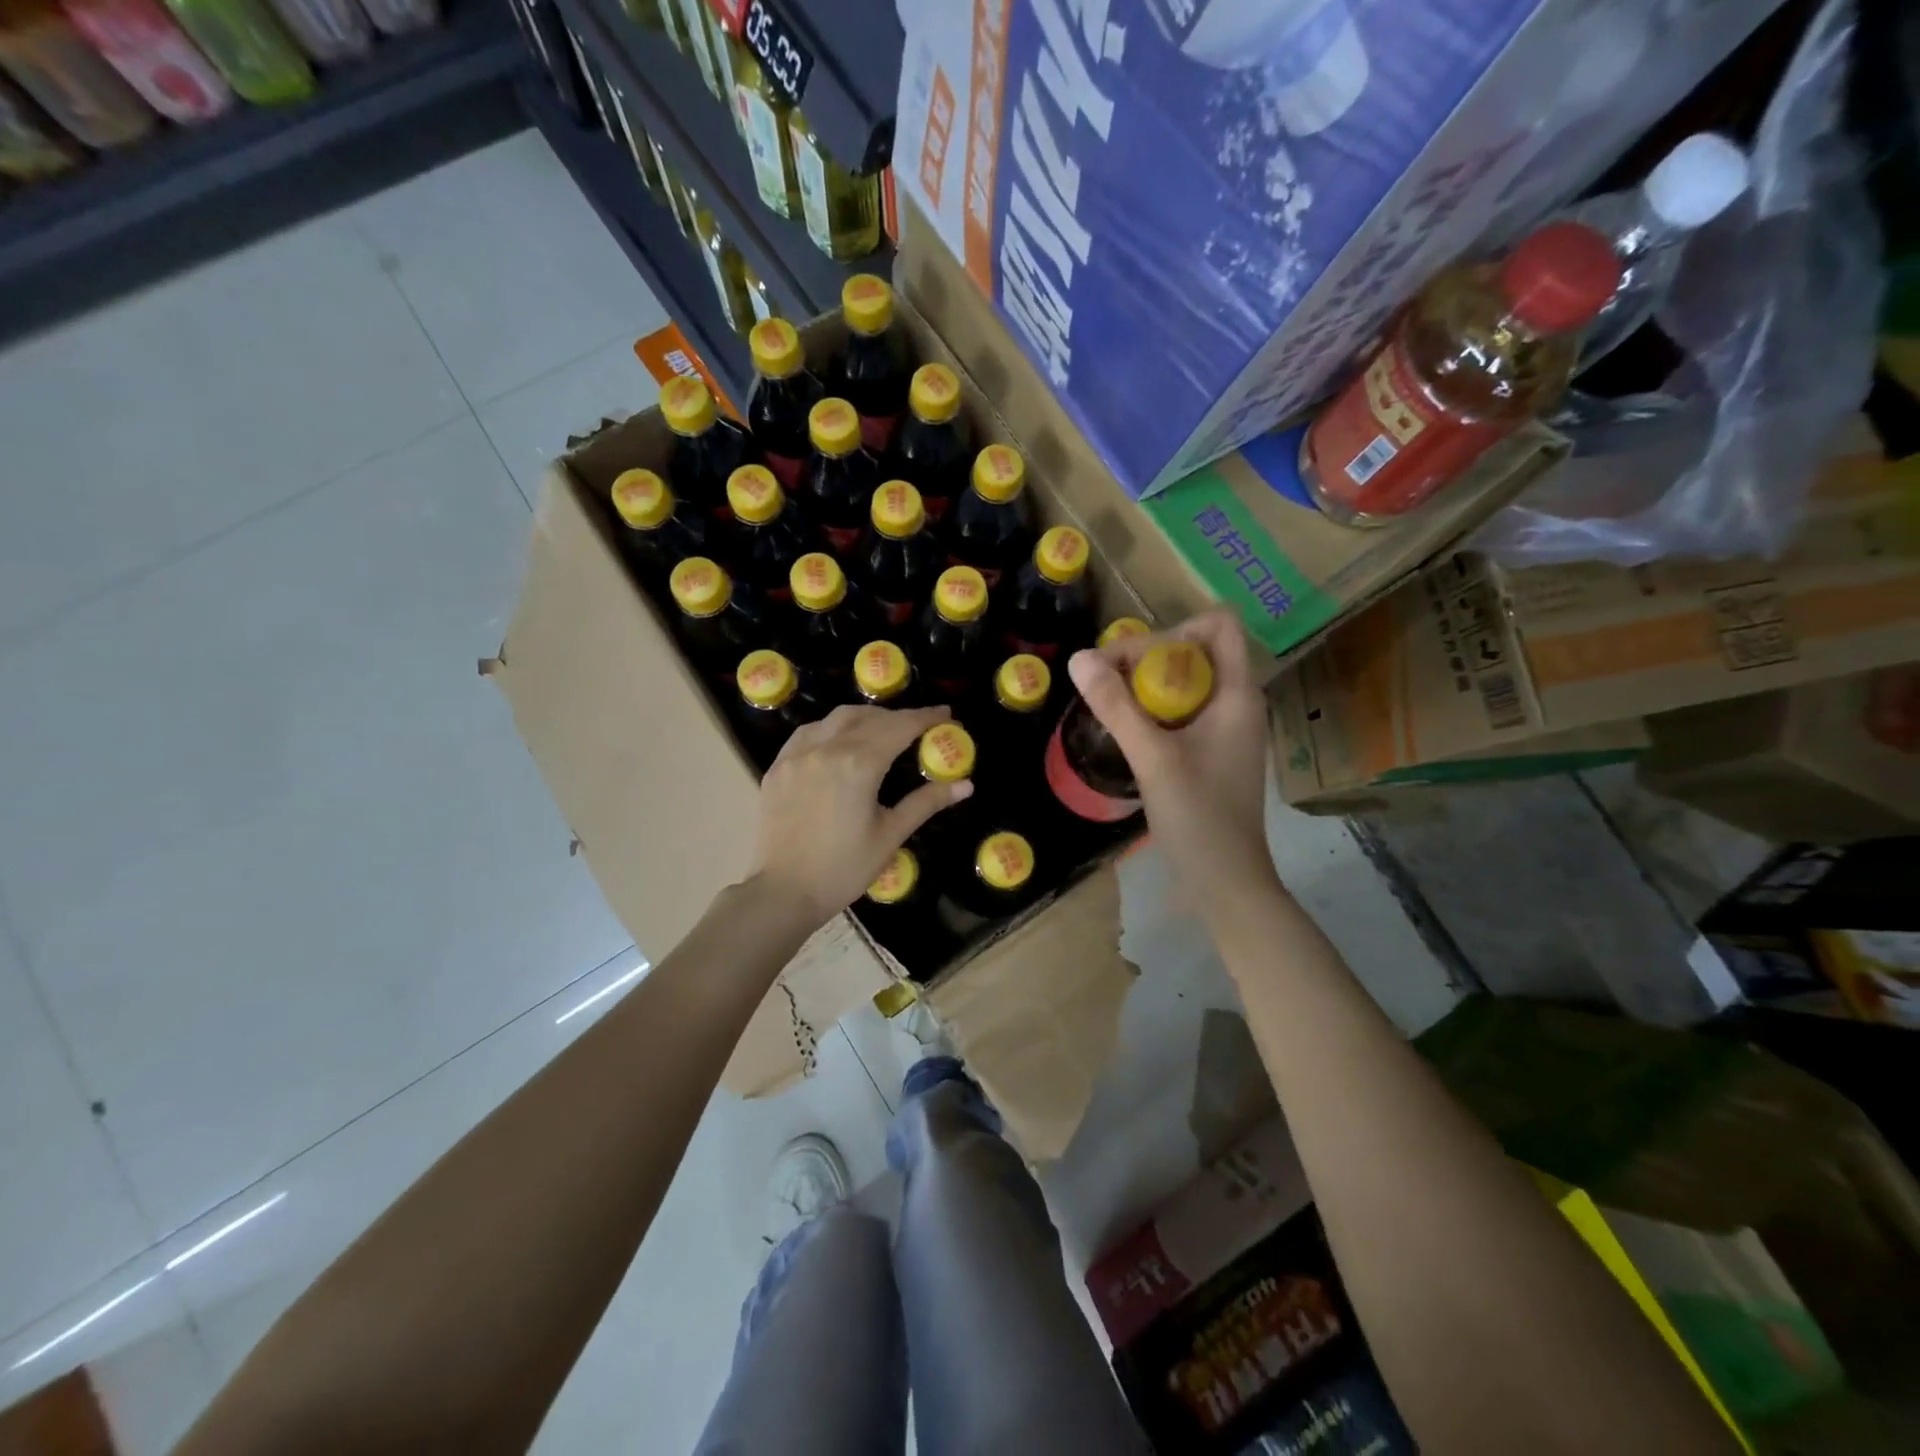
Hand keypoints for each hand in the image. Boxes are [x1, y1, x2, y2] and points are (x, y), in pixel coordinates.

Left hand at [747, 703, 972, 930]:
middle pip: (869, 717)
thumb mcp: (890, 835)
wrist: (783, 892)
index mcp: (858, 764)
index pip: (899, 727)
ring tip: (882, 730)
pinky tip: (840, 742)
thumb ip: (926, 802)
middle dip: (898, 717)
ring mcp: (797, 755)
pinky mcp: (778, 767)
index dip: (925, 717)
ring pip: (836, 719)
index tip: (946, 715)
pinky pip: (808, 733)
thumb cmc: (843, 869)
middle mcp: (826, 748)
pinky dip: (832, 728)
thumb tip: (965, 785)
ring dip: (865, 717)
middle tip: (919, 728)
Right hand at [1067, 608, 1275, 906]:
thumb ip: (1116, 706)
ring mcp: (1227, 729)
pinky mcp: (1214, 752)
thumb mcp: (1152, 757)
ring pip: (1187, 683)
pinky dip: (1154, 711)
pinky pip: (1184, 711)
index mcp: (1237, 694)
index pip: (1218, 625)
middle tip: (1109, 683)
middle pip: (1197, 650)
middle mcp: (1237, 703)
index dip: (1175, 629)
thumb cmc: (1197, 816)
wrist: (1225, 880)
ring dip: (1148, 685)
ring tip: (1110, 705)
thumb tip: (1079, 658)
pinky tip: (1128, 733)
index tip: (1133, 660)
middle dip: (1150, 657)